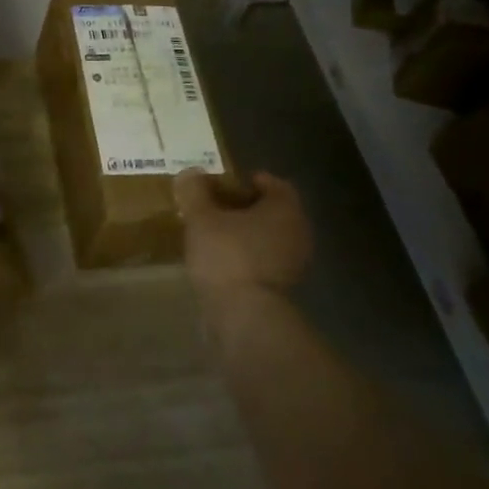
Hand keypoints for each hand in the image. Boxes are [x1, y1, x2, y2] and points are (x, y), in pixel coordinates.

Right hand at [174, 169, 312, 298]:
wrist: (244, 315)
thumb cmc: (227, 256)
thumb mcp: (201, 218)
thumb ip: (195, 192)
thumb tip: (190, 172)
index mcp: (285, 209)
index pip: (275, 184)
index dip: (252, 181)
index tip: (227, 184)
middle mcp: (297, 232)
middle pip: (272, 212)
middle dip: (245, 208)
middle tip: (215, 208)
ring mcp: (294, 263)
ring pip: (269, 237)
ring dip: (246, 234)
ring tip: (214, 235)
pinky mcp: (283, 288)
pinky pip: (264, 261)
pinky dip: (247, 257)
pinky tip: (222, 261)